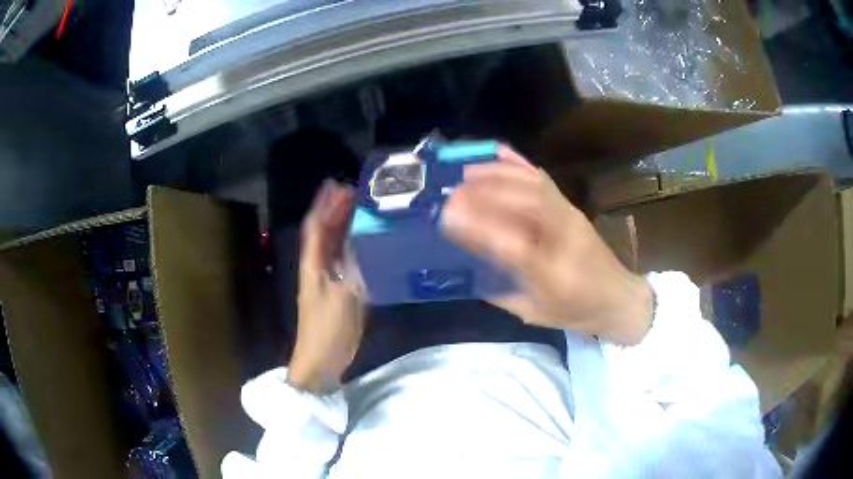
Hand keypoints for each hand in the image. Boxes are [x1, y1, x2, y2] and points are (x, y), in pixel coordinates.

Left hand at [288, 180, 365, 393]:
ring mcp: (326, 281)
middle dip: (334, 211)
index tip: (337, 185)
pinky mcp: (337, 292)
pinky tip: (365, 242)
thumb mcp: (344, 298)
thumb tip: (361, 243)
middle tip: (353, 191)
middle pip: (323, 233)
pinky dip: (351, 247)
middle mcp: (317, 268)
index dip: (324, 205)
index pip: (316, 228)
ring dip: (342, 226)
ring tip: (359, 209)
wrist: (320, 362)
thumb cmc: (328, 330)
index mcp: (313, 266)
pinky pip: (343, 262)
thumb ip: (354, 269)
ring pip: (332, 246)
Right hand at [441, 146, 652, 345]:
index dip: (479, 228)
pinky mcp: (572, 207)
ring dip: (498, 173)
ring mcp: (570, 217)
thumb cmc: (576, 312)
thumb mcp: (534, 314)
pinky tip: (498, 154)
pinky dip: (518, 164)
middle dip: (484, 191)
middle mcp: (564, 238)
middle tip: (451, 190)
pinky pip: (543, 179)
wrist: (619, 298)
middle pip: (525, 202)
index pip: (513, 245)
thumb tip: (467, 267)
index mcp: (554, 274)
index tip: (446, 217)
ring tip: (466, 171)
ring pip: (534, 185)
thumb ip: (501, 291)